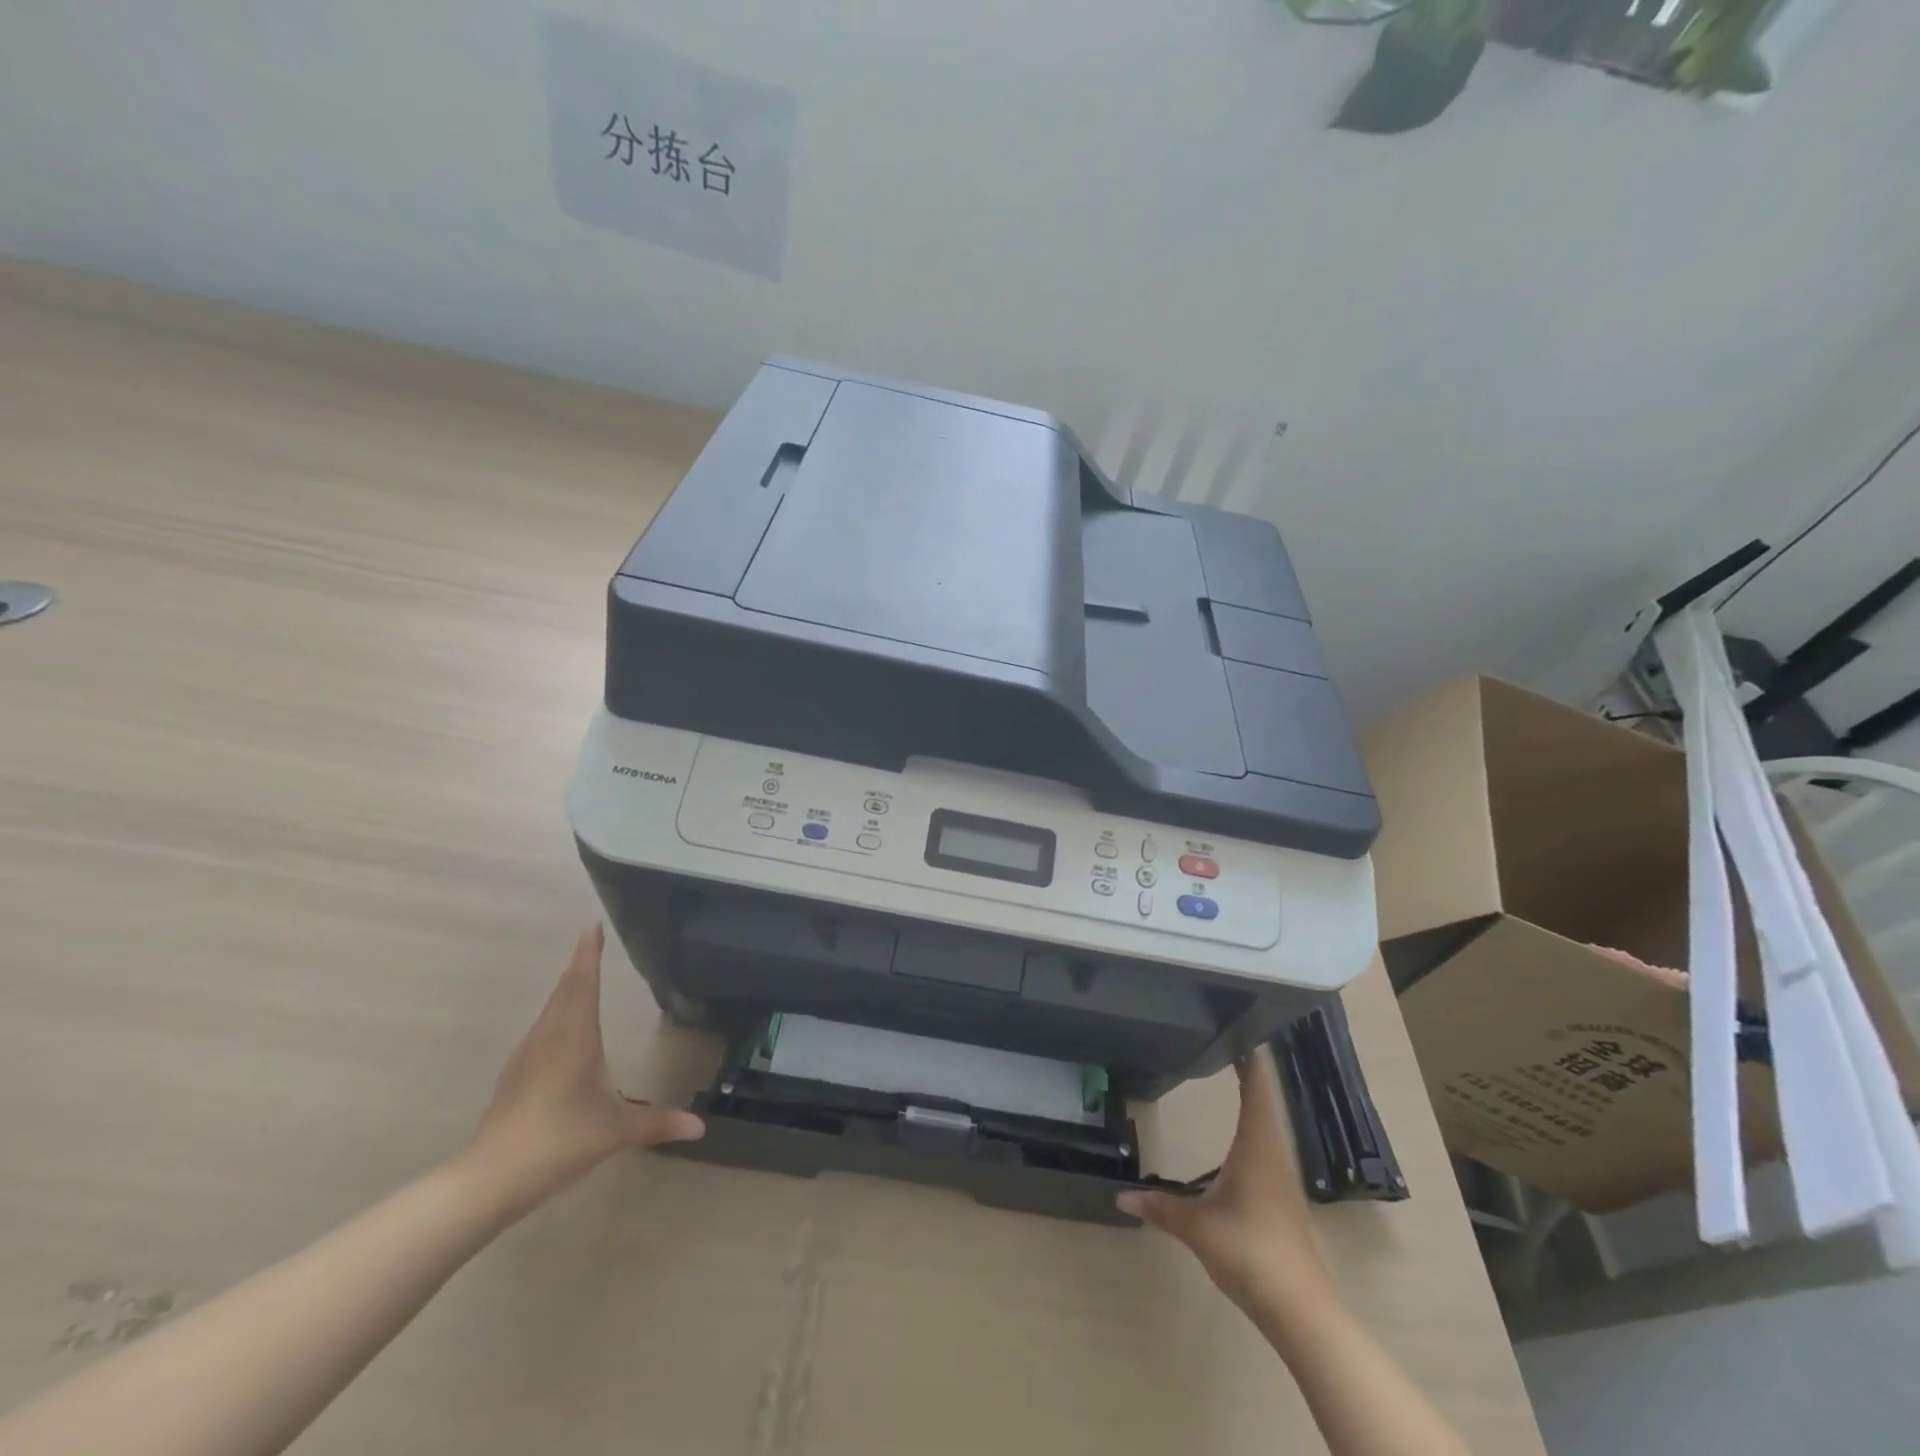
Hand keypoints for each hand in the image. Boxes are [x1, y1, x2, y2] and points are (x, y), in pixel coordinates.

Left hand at [464, 925, 703, 1217]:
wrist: (491, 1178)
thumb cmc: (560, 1139)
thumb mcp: (616, 1130)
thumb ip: (658, 1123)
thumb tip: (700, 1126)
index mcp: (575, 1036)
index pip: (583, 982)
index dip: (589, 953)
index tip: (593, 926)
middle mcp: (549, 1036)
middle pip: (565, 990)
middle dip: (580, 965)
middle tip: (592, 941)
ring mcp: (527, 1055)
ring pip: (550, 1010)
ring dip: (567, 989)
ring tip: (582, 977)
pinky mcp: (515, 1075)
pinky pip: (542, 1030)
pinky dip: (557, 1015)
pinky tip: (563, 1031)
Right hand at [1118, 1049, 1334, 1316]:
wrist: (1300, 1309)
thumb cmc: (1249, 1252)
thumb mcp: (1197, 1227)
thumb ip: (1160, 1207)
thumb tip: (1121, 1196)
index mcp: (1257, 1146)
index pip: (1257, 1089)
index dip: (1251, 1058)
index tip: (1242, 1028)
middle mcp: (1274, 1153)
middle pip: (1266, 1100)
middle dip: (1251, 1071)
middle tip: (1230, 1040)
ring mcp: (1282, 1176)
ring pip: (1270, 1124)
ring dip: (1256, 1098)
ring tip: (1237, 1074)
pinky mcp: (1283, 1197)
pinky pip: (1269, 1145)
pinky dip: (1256, 1124)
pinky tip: (1243, 1133)